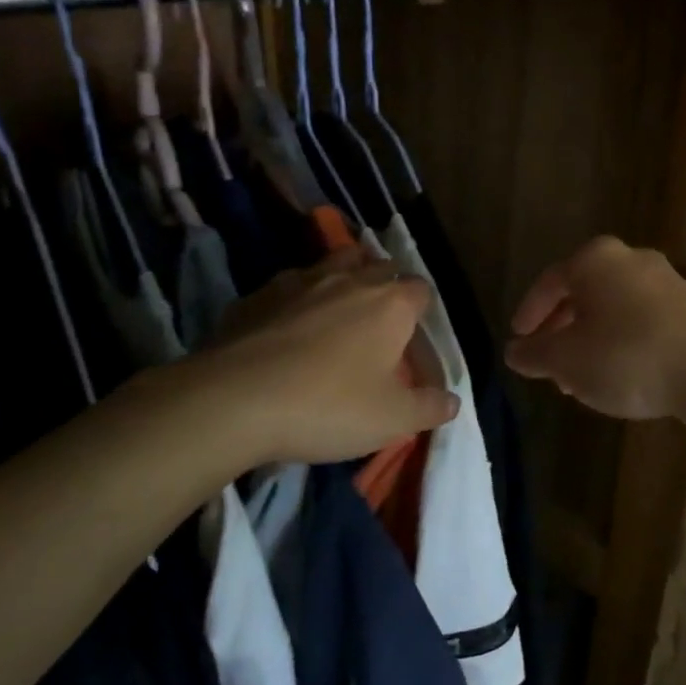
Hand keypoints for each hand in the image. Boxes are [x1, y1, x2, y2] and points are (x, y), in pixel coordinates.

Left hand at [178, 248, 457, 467]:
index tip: (415, 338)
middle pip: (379, 266)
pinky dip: (296, 300)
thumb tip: (451, 401)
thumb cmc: (329, 406)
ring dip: (342, 279)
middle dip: (386, 286)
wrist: (234, 401)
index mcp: (390, 304)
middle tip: (380, 323)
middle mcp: (349, 281)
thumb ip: (429, 408)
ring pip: (332, 264)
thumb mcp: (393, 420)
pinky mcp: (256, 296)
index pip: (421, 290)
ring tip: (338, 310)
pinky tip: (286, 328)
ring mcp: (299, 283)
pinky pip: (288, 287)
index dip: (422, 311)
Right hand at [505, 236, 685, 420]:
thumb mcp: (566, 361)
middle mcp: (632, 258)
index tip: (519, 339)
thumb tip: (515, 352)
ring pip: (613, 308)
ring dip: (591, 340)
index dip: (529, 313)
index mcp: (595, 259)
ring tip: (580, 378)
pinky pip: (642, 319)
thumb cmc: (626, 358)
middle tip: (548, 362)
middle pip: (583, 293)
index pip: (549, 282)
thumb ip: (534, 354)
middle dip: (561, 330)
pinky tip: (619, 375)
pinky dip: (621, 341)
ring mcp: (667, 280)